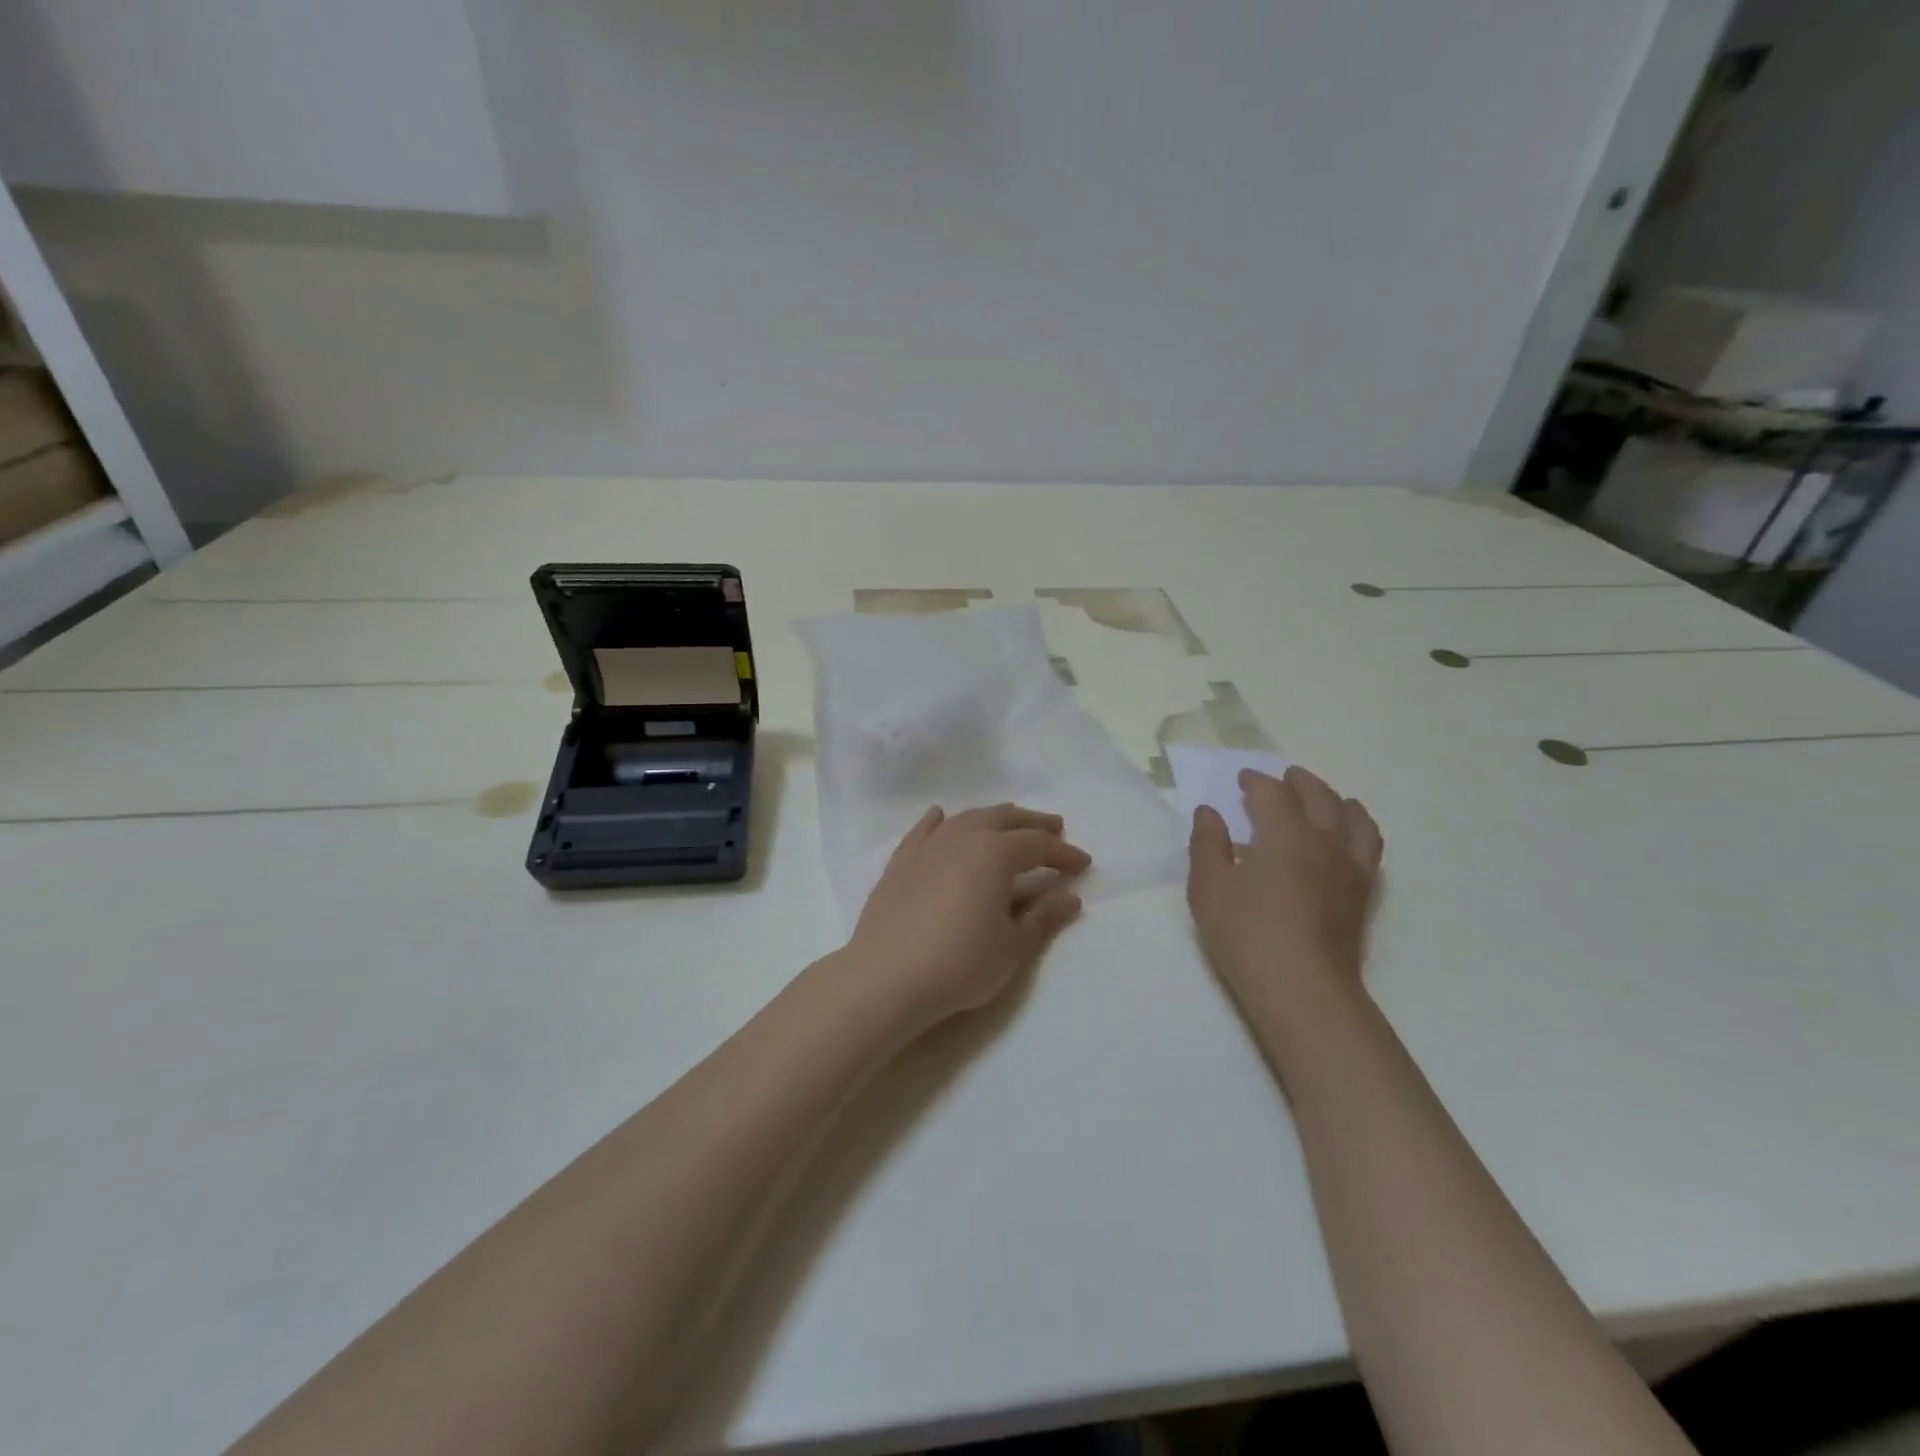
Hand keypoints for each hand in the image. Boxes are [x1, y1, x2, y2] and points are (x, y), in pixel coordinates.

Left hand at [842, 804, 1090, 1030]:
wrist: (887, 977)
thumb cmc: (960, 963)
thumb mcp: (1012, 946)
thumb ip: (1043, 917)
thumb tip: (1071, 898)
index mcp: (995, 853)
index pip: (1038, 845)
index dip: (1063, 853)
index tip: (1083, 863)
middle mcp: (962, 837)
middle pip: (1003, 819)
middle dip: (1032, 823)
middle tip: (1054, 828)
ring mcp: (927, 847)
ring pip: (966, 819)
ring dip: (992, 818)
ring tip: (1008, 823)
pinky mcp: (900, 862)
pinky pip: (924, 831)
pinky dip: (939, 821)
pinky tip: (941, 817)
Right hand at [1187, 766, 1383, 1009]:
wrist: (1302, 987)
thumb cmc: (1246, 933)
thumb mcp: (1209, 886)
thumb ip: (1208, 844)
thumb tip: (1210, 813)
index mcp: (1285, 833)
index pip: (1273, 793)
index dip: (1256, 782)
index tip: (1242, 780)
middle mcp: (1324, 840)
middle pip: (1319, 796)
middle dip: (1299, 782)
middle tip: (1284, 778)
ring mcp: (1350, 866)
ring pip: (1353, 817)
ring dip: (1336, 800)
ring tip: (1325, 799)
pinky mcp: (1363, 893)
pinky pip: (1369, 845)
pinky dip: (1358, 828)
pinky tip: (1347, 838)